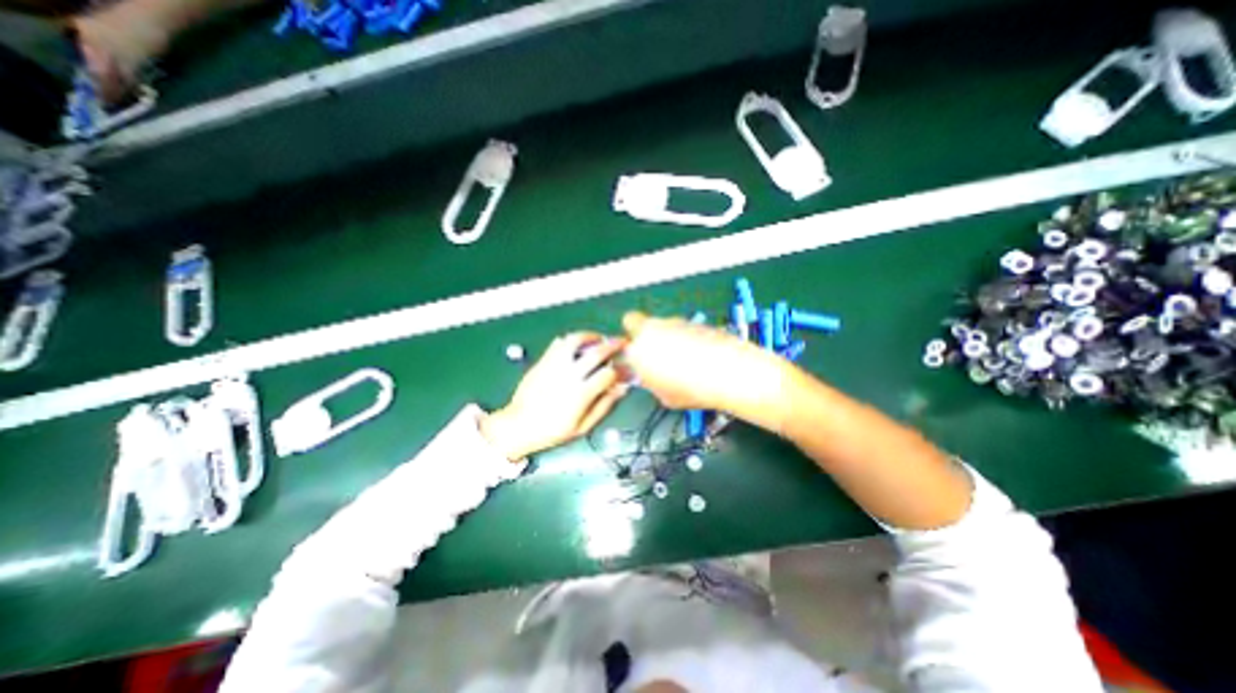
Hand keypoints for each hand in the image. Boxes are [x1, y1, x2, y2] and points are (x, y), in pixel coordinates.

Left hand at [475, 330, 621, 460]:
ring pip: (575, 340)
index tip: (626, 370)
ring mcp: (554, 365)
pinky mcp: (543, 361)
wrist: (518, 425)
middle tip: (622, 341)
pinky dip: (570, 340)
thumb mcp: (583, 427)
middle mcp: (569, 375)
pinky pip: (558, 344)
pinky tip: (577, 345)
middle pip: (596, 352)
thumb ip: (604, 406)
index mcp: (581, 394)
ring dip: (591, 336)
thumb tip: (621, 389)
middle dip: (613, 344)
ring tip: (598, 338)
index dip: (621, 370)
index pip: (608, 374)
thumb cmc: (553, 430)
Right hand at [624, 312, 784, 427]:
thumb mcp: (664, 396)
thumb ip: (650, 380)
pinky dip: (685, 336)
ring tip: (683, 357)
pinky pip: (682, 327)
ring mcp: (675, 322)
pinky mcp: (694, 321)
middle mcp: (653, 329)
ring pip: (661, 324)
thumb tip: (649, 376)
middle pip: (635, 320)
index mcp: (639, 349)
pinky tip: (698, 353)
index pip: (622, 339)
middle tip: (654, 352)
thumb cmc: (694, 390)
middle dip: (641, 333)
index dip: (628, 346)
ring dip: (666, 335)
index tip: (636, 356)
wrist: (730, 373)